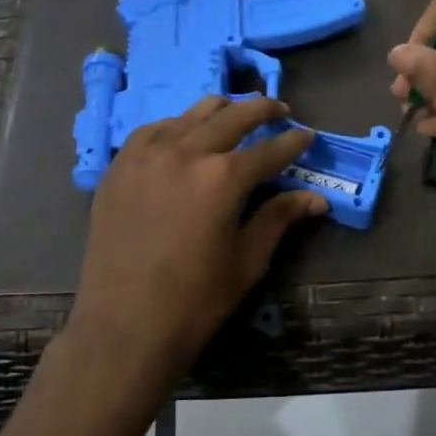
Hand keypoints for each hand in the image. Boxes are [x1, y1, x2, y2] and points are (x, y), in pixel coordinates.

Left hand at [64, 96, 325, 405]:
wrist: (124, 325)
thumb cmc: (195, 300)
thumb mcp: (247, 260)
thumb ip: (279, 218)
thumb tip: (317, 198)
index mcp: (223, 178)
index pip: (270, 149)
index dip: (294, 142)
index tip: (307, 135)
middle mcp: (185, 152)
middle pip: (232, 116)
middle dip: (262, 110)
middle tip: (279, 110)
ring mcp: (146, 155)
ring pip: (190, 115)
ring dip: (219, 110)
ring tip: (235, 113)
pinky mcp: (119, 167)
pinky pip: (152, 130)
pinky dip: (176, 125)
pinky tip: (183, 133)